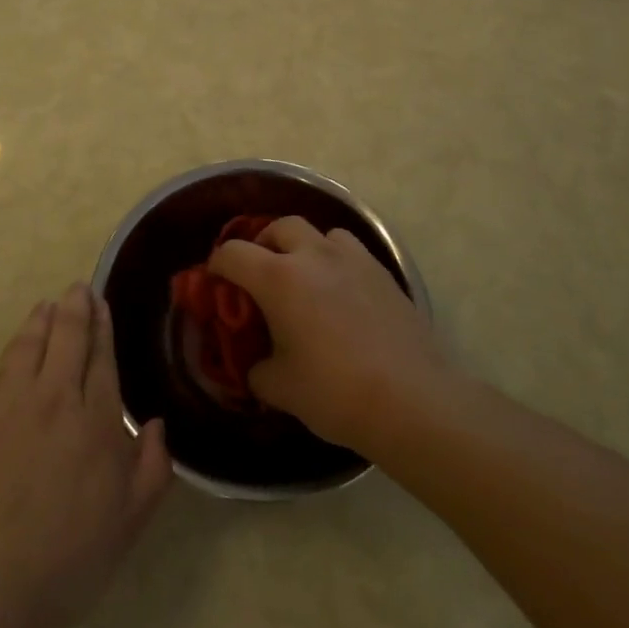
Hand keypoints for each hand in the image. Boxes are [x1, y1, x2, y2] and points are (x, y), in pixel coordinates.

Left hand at [0, 283, 172, 627]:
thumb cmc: (66, 560)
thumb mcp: (128, 524)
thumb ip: (152, 470)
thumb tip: (156, 424)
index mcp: (96, 422)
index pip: (101, 359)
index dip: (102, 328)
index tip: (101, 303)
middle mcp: (56, 400)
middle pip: (67, 339)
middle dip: (75, 309)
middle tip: (79, 288)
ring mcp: (12, 405)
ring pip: (31, 345)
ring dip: (43, 319)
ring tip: (50, 303)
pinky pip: (3, 367)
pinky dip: (16, 345)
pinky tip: (19, 343)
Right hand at [209, 217, 445, 451]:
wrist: (412, 400)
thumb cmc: (335, 392)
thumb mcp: (280, 388)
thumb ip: (256, 370)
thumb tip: (254, 365)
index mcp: (278, 278)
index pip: (233, 253)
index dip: (217, 266)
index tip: (216, 283)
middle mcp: (313, 255)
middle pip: (279, 227)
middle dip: (263, 244)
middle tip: (260, 274)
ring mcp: (353, 260)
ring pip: (320, 233)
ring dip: (305, 247)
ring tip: (305, 278)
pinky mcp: (383, 273)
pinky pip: (351, 251)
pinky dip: (336, 261)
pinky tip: (341, 293)